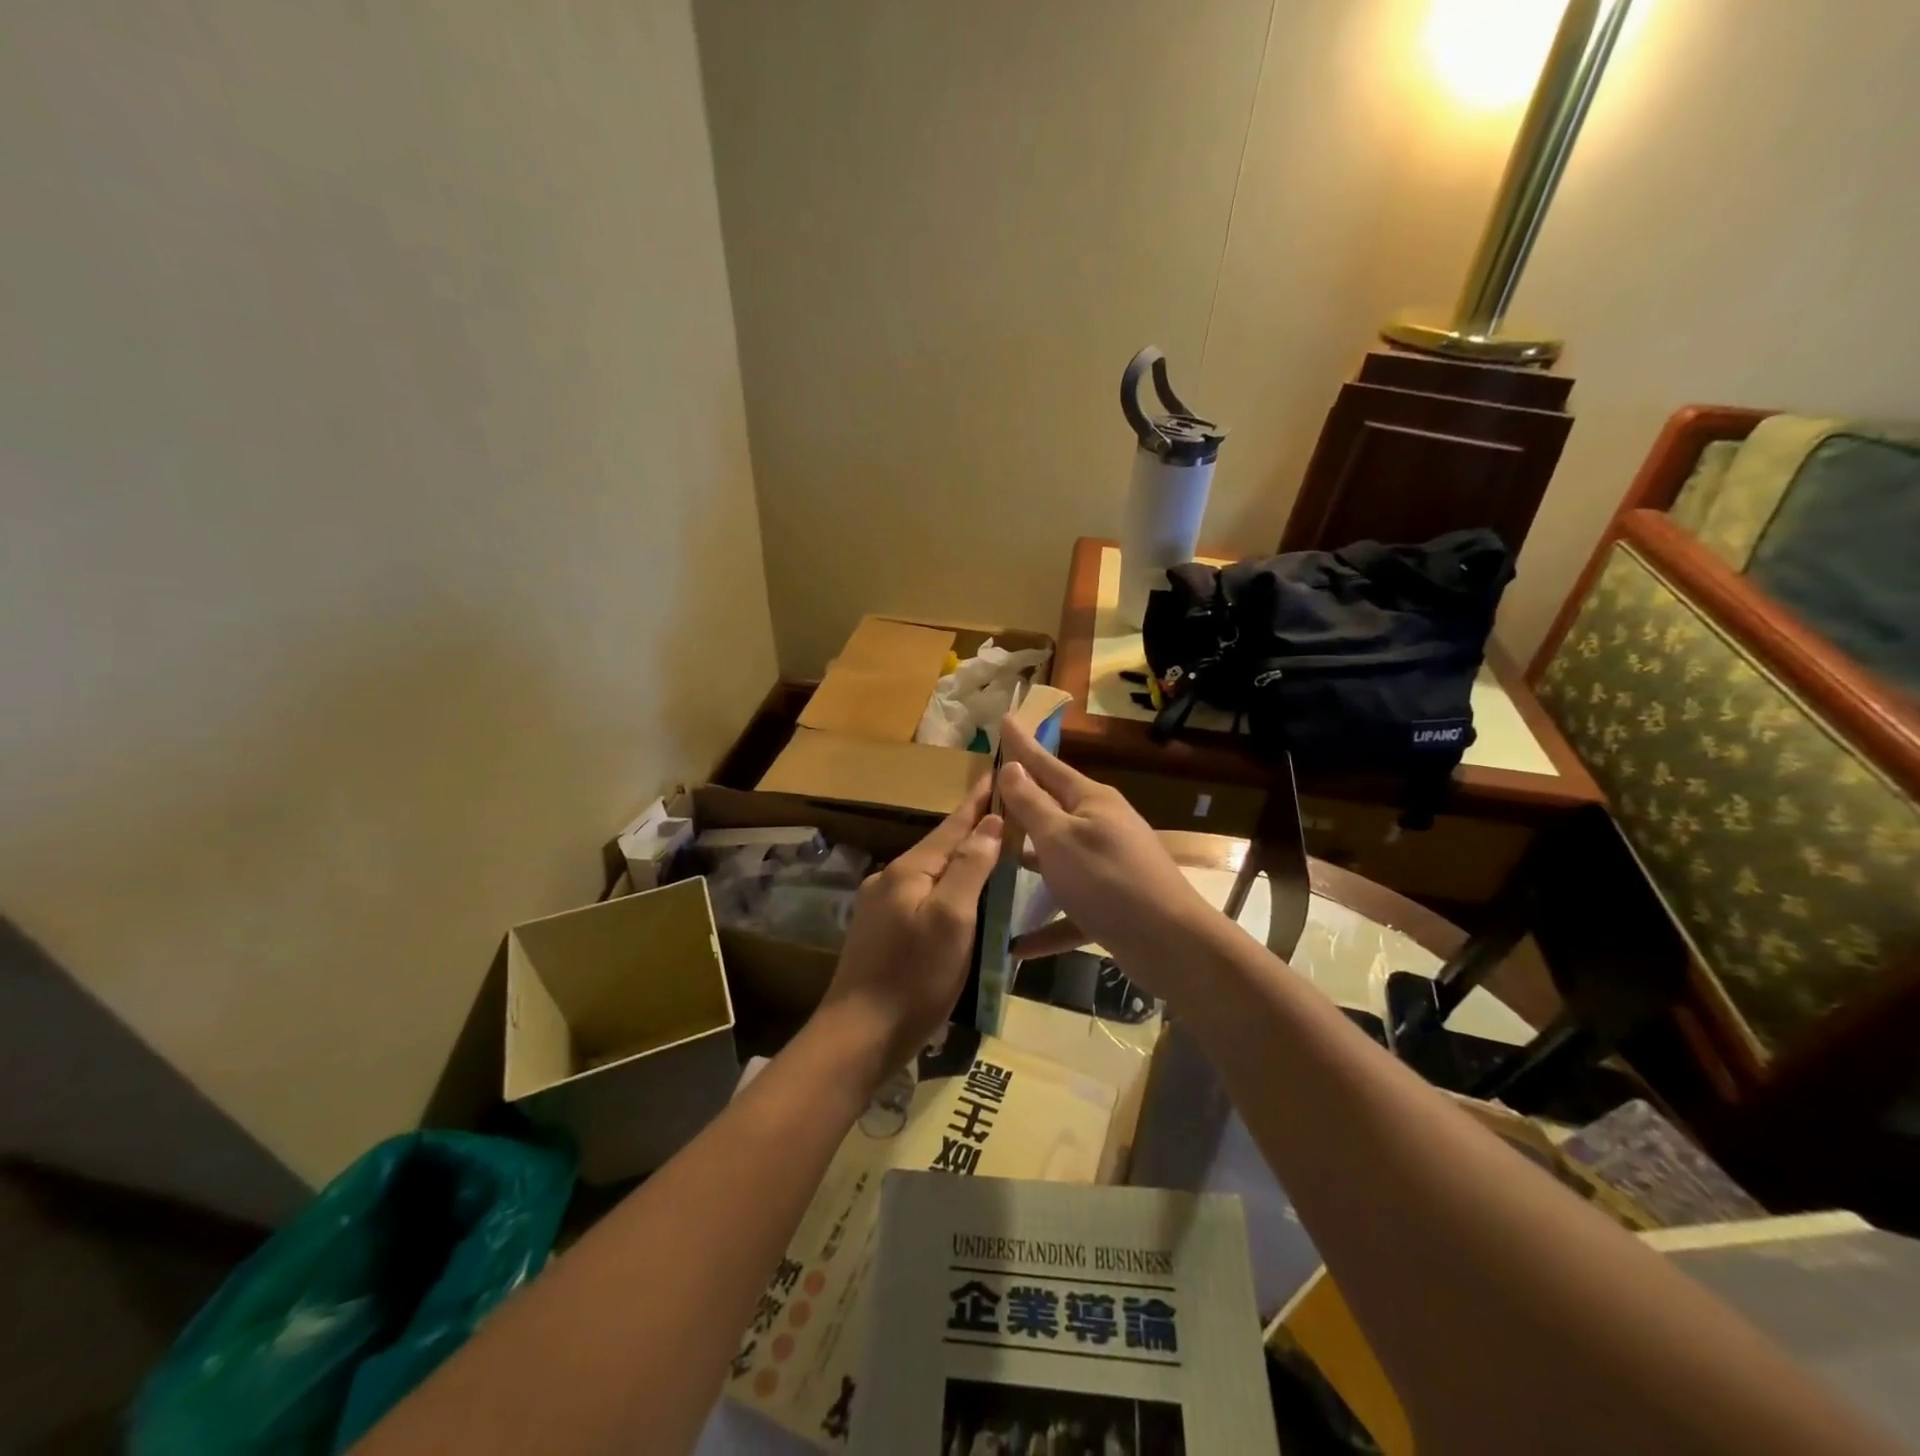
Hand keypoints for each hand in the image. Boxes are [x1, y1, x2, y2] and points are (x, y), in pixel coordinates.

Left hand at [815, 777, 1003, 1078]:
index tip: (998, 773)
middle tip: (1006, 812)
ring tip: (991, 851)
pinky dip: (947, 887)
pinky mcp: (880, 932)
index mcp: (909, 871)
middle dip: (972, 828)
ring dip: (960, 859)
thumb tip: (990, 823)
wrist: (859, 1035)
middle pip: (940, 846)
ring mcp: (881, 906)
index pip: (952, 825)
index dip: (978, 801)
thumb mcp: (952, 920)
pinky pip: (922, 895)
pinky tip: (960, 897)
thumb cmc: (914, 977)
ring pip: (930, 872)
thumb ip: (969, 868)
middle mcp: (890, 879)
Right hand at [997, 715, 1213, 989]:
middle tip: (988, 791)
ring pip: (1058, 856)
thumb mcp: (1059, 838)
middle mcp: (1101, 826)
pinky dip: (1047, 924)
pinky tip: (1018, 944)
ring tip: (995, 856)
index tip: (1004, 719)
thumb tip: (1013, 766)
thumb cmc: (1107, 879)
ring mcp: (1108, 864)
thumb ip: (1032, 804)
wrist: (1169, 942)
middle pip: (1053, 808)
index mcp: (1090, 801)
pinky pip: (1070, 909)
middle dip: (1021, 801)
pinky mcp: (1110, 903)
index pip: (1047, 764)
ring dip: (1030, 859)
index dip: (1022, 744)